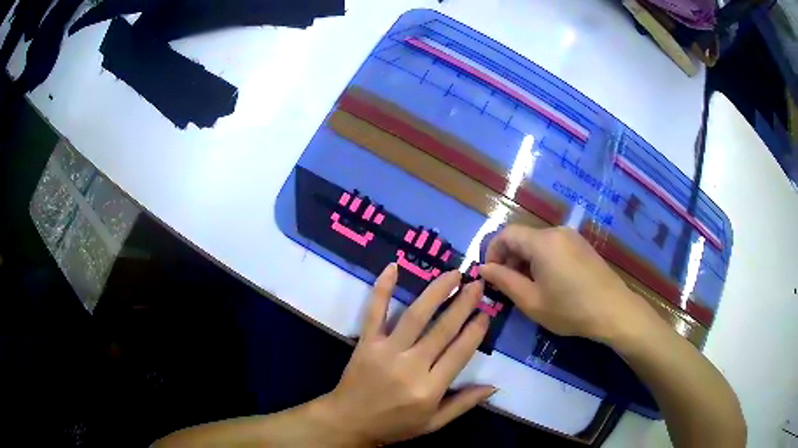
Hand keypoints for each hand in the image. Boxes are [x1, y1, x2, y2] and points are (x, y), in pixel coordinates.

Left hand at [316, 264, 494, 445]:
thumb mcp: (433, 423)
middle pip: (442, 329)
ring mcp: (386, 351)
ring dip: (436, 291)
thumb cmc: (394, 425)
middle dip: (463, 303)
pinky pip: (374, 312)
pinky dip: (382, 288)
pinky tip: (393, 267)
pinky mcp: (366, 342)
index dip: (475, 329)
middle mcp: (410, 366)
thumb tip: (494, 386)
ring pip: (415, 315)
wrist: (349, 421)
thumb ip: (463, 404)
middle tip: (477, 284)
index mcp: (429, 388)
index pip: (460, 352)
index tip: (487, 311)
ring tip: (453, 273)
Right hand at [480, 226, 661, 344]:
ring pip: (538, 242)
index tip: (490, 276)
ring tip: (528, 287)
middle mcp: (557, 231)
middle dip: (509, 259)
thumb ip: (504, 281)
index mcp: (542, 242)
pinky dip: (542, 260)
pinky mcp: (582, 245)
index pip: (506, 234)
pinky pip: (553, 246)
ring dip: (525, 261)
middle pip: (523, 237)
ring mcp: (572, 237)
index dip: (492, 252)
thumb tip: (483, 269)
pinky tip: (548, 282)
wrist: (613, 311)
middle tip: (507, 286)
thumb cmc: (569, 309)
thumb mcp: (531, 301)